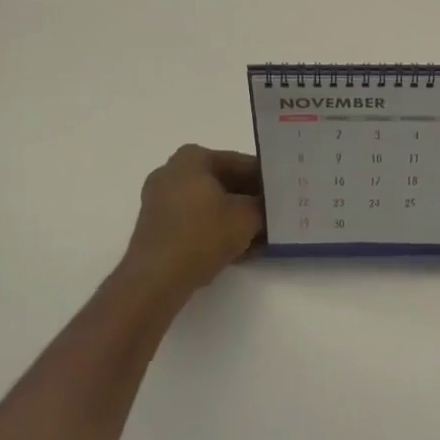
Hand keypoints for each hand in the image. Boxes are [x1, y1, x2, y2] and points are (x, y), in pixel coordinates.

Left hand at [121, 145, 264, 299]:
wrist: (156, 281)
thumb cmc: (202, 235)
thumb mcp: (247, 216)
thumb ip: (263, 204)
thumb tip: (268, 205)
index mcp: (192, 158)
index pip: (241, 163)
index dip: (266, 180)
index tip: (283, 195)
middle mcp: (172, 173)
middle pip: (224, 184)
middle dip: (250, 201)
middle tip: (276, 215)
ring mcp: (161, 201)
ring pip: (210, 205)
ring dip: (235, 219)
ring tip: (262, 238)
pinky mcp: (157, 228)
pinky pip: (196, 223)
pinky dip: (217, 232)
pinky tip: (241, 251)